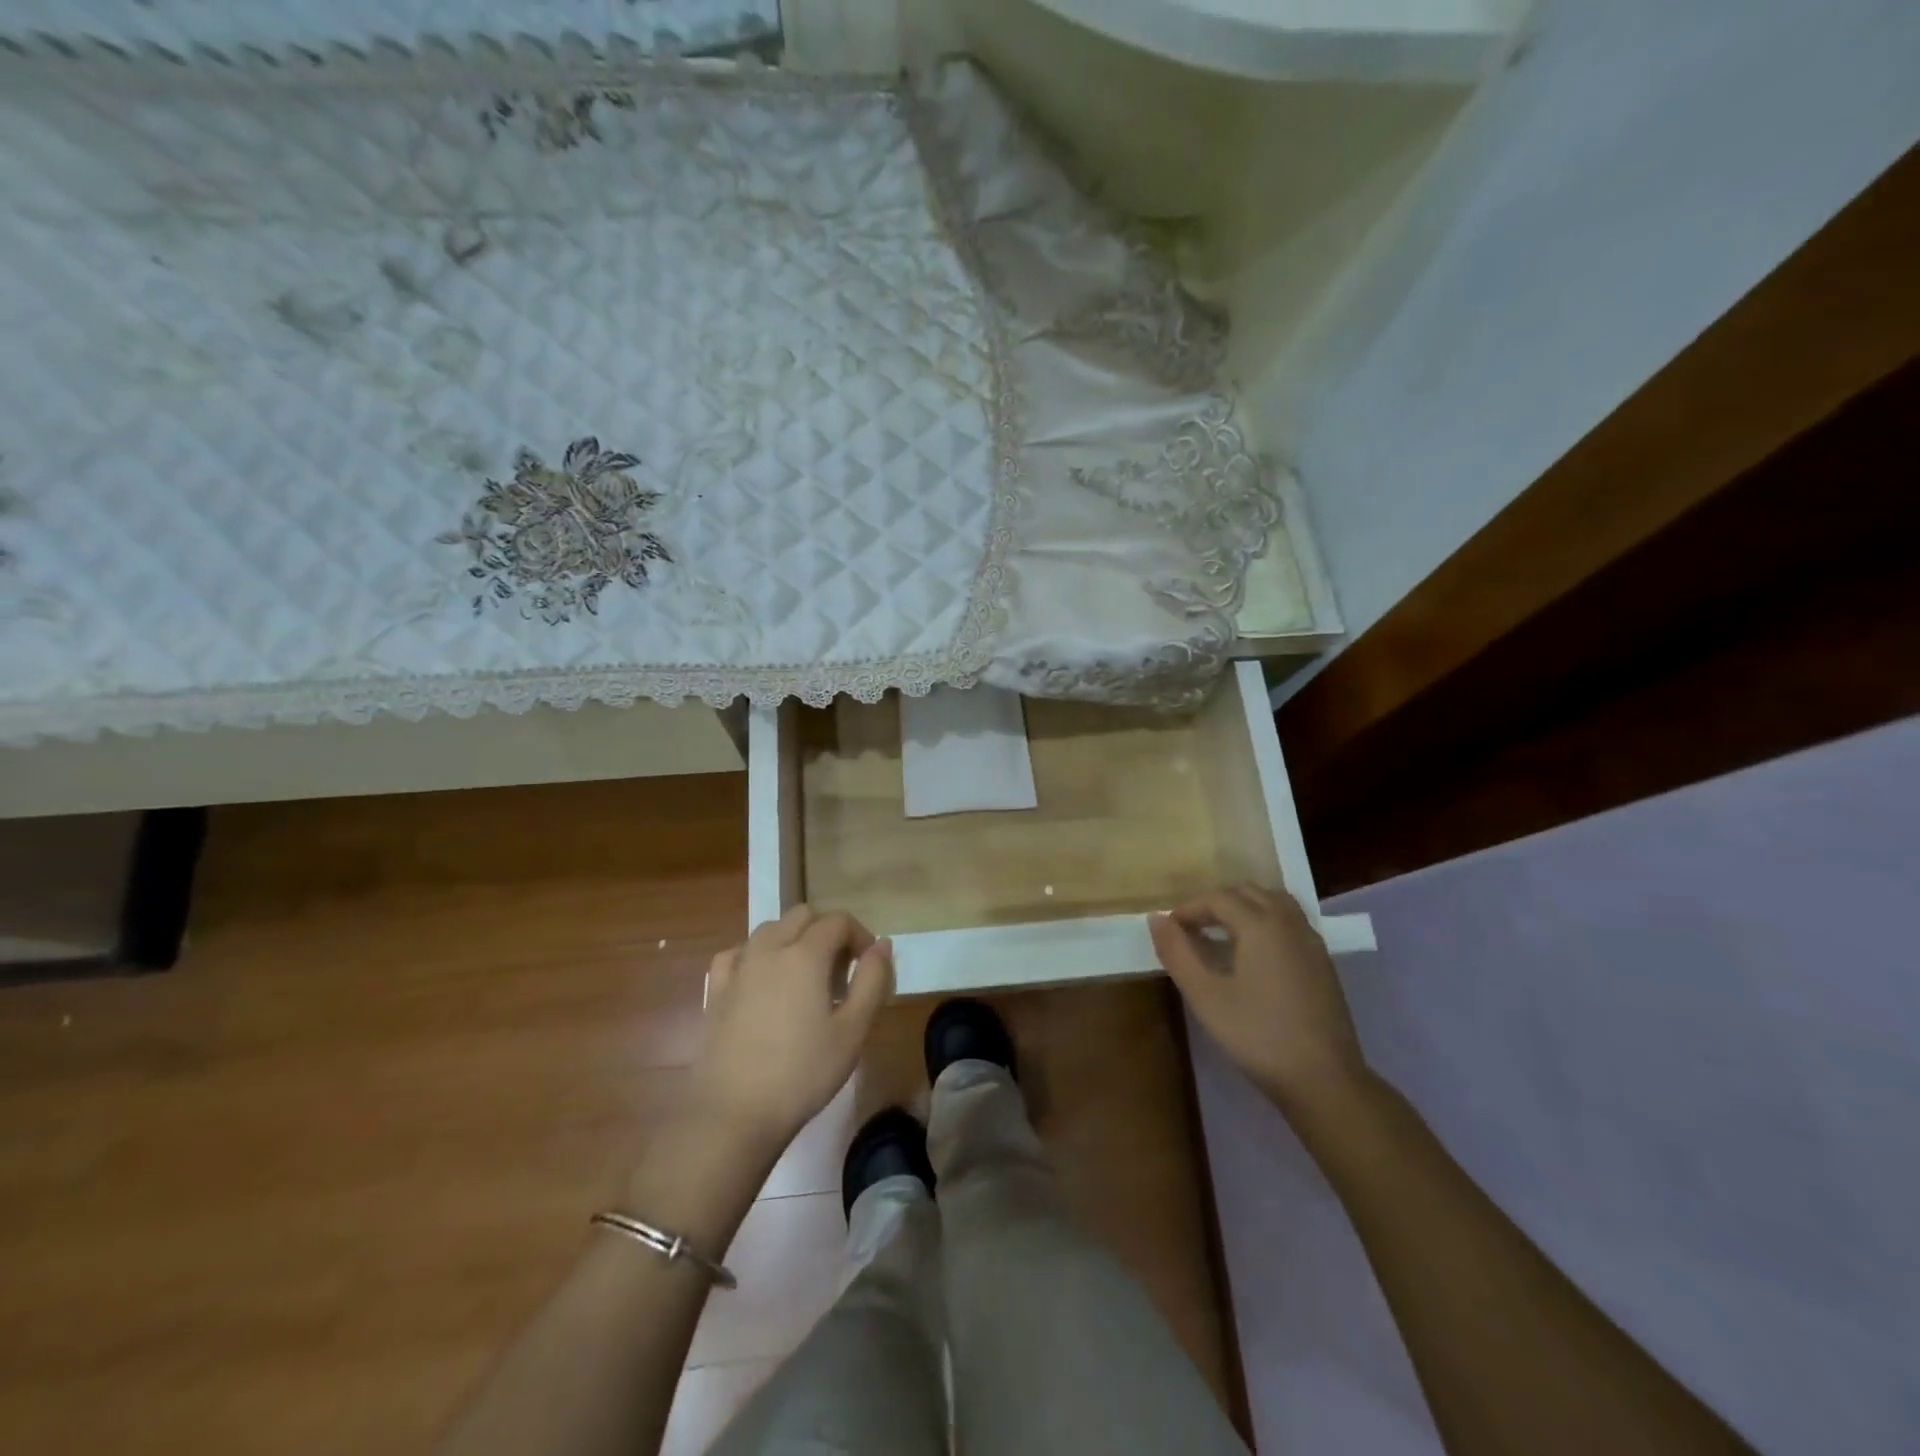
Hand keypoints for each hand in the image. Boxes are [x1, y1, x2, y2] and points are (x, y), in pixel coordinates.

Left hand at [689, 906, 893, 1155]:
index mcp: (805, 954)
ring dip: (793, 938)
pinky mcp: (716, 989)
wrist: (733, 1113)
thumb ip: (872, 981)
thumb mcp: (853, 1031)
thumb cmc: (802, 1073)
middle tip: (840, 969)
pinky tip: (763, 981)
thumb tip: (881, 945)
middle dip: (827, 931)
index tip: (868, 965)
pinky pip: (739, 952)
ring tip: (805, 977)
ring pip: (769, 929)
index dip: (860, 935)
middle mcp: (769, 948)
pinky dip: (757, 955)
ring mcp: (738, 966)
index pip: (838, 921)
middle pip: (802, 915)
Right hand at [1150, 884, 1368, 1114]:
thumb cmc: (1257, 1035)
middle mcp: (1289, 923)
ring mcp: (1311, 941)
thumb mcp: (1205, 996)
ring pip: (1274, 902)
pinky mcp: (1323, 962)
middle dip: (1216, 903)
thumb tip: (1156, 919)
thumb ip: (1178, 953)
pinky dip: (1266, 921)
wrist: (1324, 1080)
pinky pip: (1290, 921)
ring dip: (1244, 907)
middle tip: (1192, 929)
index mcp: (1260, 925)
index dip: (1189, 909)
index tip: (1169, 929)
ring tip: (1222, 933)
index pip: (1217, 899)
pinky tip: (1254, 953)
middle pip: (1248, 892)